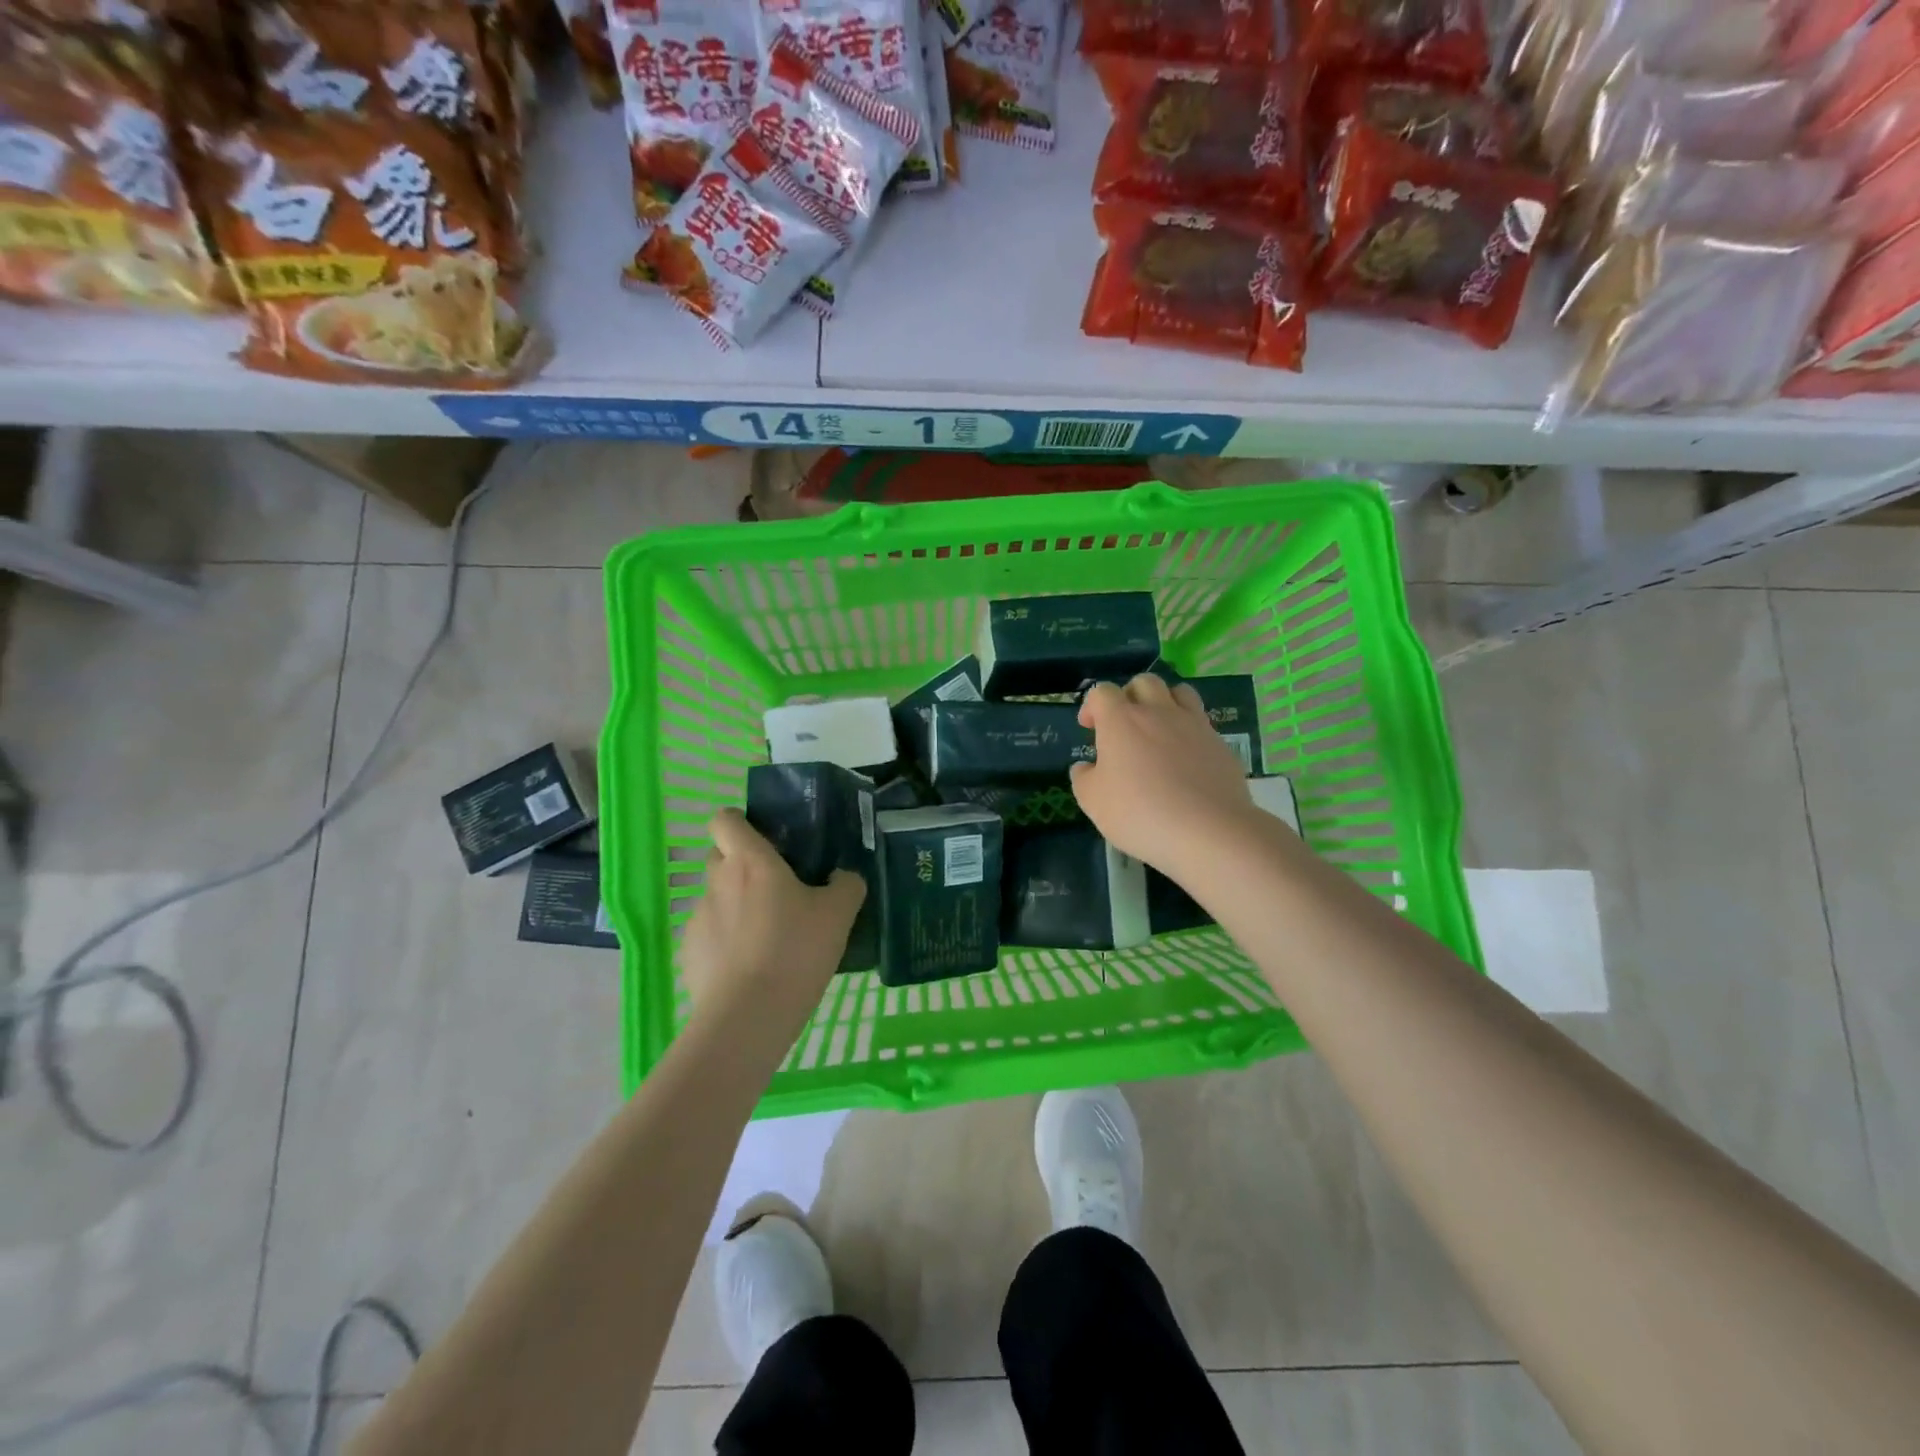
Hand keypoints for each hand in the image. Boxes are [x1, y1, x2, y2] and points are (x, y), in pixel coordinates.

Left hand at [680, 810, 865, 1025]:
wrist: (748, 1016)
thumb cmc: (795, 950)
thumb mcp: (839, 914)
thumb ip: (845, 885)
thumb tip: (842, 876)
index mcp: (750, 861)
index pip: (724, 820)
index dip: (739, 822)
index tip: (763, 839)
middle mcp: (717, 882)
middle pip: (720, 857)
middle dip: (742, 866)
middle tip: (776, 890)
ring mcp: (697, 919)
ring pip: (717, 899)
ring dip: (736, 908)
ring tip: (767, 940)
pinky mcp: (688, 954)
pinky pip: (709, 936)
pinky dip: (726, 944)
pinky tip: (750, 969)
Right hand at [1071, 673, 1256, 878]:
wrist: (1207, 830)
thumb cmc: (1140, 812)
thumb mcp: (1093, 802)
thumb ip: (1083, 779)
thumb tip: (1085, 767)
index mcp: (1121, 721)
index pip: (1102, 692)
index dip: (1092, 705)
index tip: (1089, 727)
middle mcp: (1158, 712)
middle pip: (1144, 682)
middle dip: (1130, 695)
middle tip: (1125, 724)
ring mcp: (1193, 724)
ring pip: (1179, 692)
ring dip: (1165, 702)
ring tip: (1159, 729)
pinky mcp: (1220, 743)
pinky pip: (1201, 723)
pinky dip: (1189, 731)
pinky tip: (1185, 760)